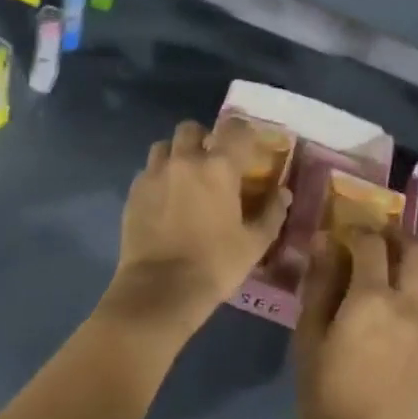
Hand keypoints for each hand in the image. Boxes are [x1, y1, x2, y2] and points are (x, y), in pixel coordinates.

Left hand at [102, 116, 292, 342]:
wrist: (160, 290)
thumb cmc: (215, 265)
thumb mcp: (254, 243)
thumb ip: (272, 213)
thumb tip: (283, 193)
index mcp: (219, 167)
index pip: (235, 129)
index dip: (244, 132)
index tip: (249, 145)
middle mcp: (185, 160)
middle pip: (191, 129)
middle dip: (203, 138)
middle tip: (211, 160)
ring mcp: (154, 174)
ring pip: (164, 146)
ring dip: (176, 154)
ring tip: (184, 176)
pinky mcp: (134, 192)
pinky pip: (147, 171)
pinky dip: (158, 177)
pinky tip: (164, 199)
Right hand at [295, 227, 417, 418]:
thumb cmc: (324, 392)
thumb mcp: (309, 335)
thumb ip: (320, 285)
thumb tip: (326, 244)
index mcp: (373, 299)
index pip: (372, 243)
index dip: (356, 230)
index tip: (340, 233)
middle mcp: (409, 306)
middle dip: (397, 237)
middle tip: (373, 240)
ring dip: (410, 265)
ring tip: (383, 273)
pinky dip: (414, 294)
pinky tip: (390, 313)